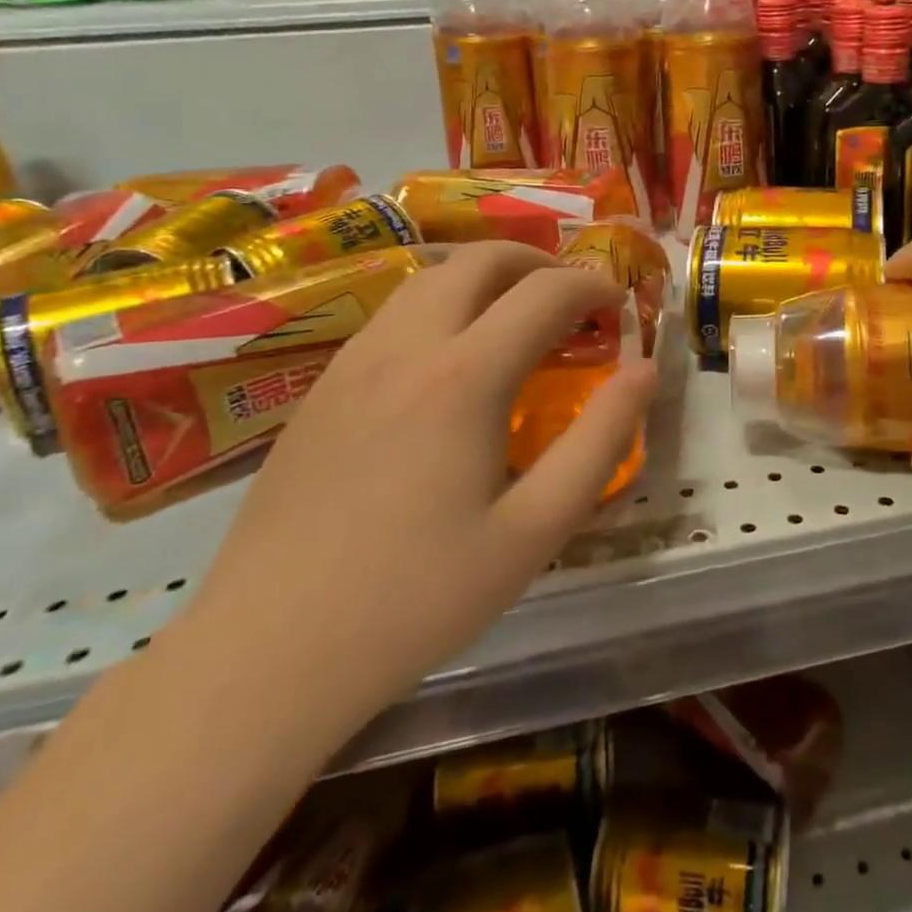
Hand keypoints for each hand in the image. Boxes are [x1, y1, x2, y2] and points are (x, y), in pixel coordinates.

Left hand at [179, 241, 657, 744]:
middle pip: (478, 260)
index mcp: (464, 376)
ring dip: (485, 276)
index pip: (544, 293)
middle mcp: (406, 346)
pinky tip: (450, 358)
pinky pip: (393, 313)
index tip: (619, 304)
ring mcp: (354, 361)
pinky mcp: (321, 387)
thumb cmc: (417, 597)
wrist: (267, 652)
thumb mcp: (535, 530)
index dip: (593, 285)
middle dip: (538, 261)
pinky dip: (441, 303)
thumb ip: (600, 441)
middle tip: (572, 296)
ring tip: (517, 314)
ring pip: (428, 278)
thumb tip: (644, 371)